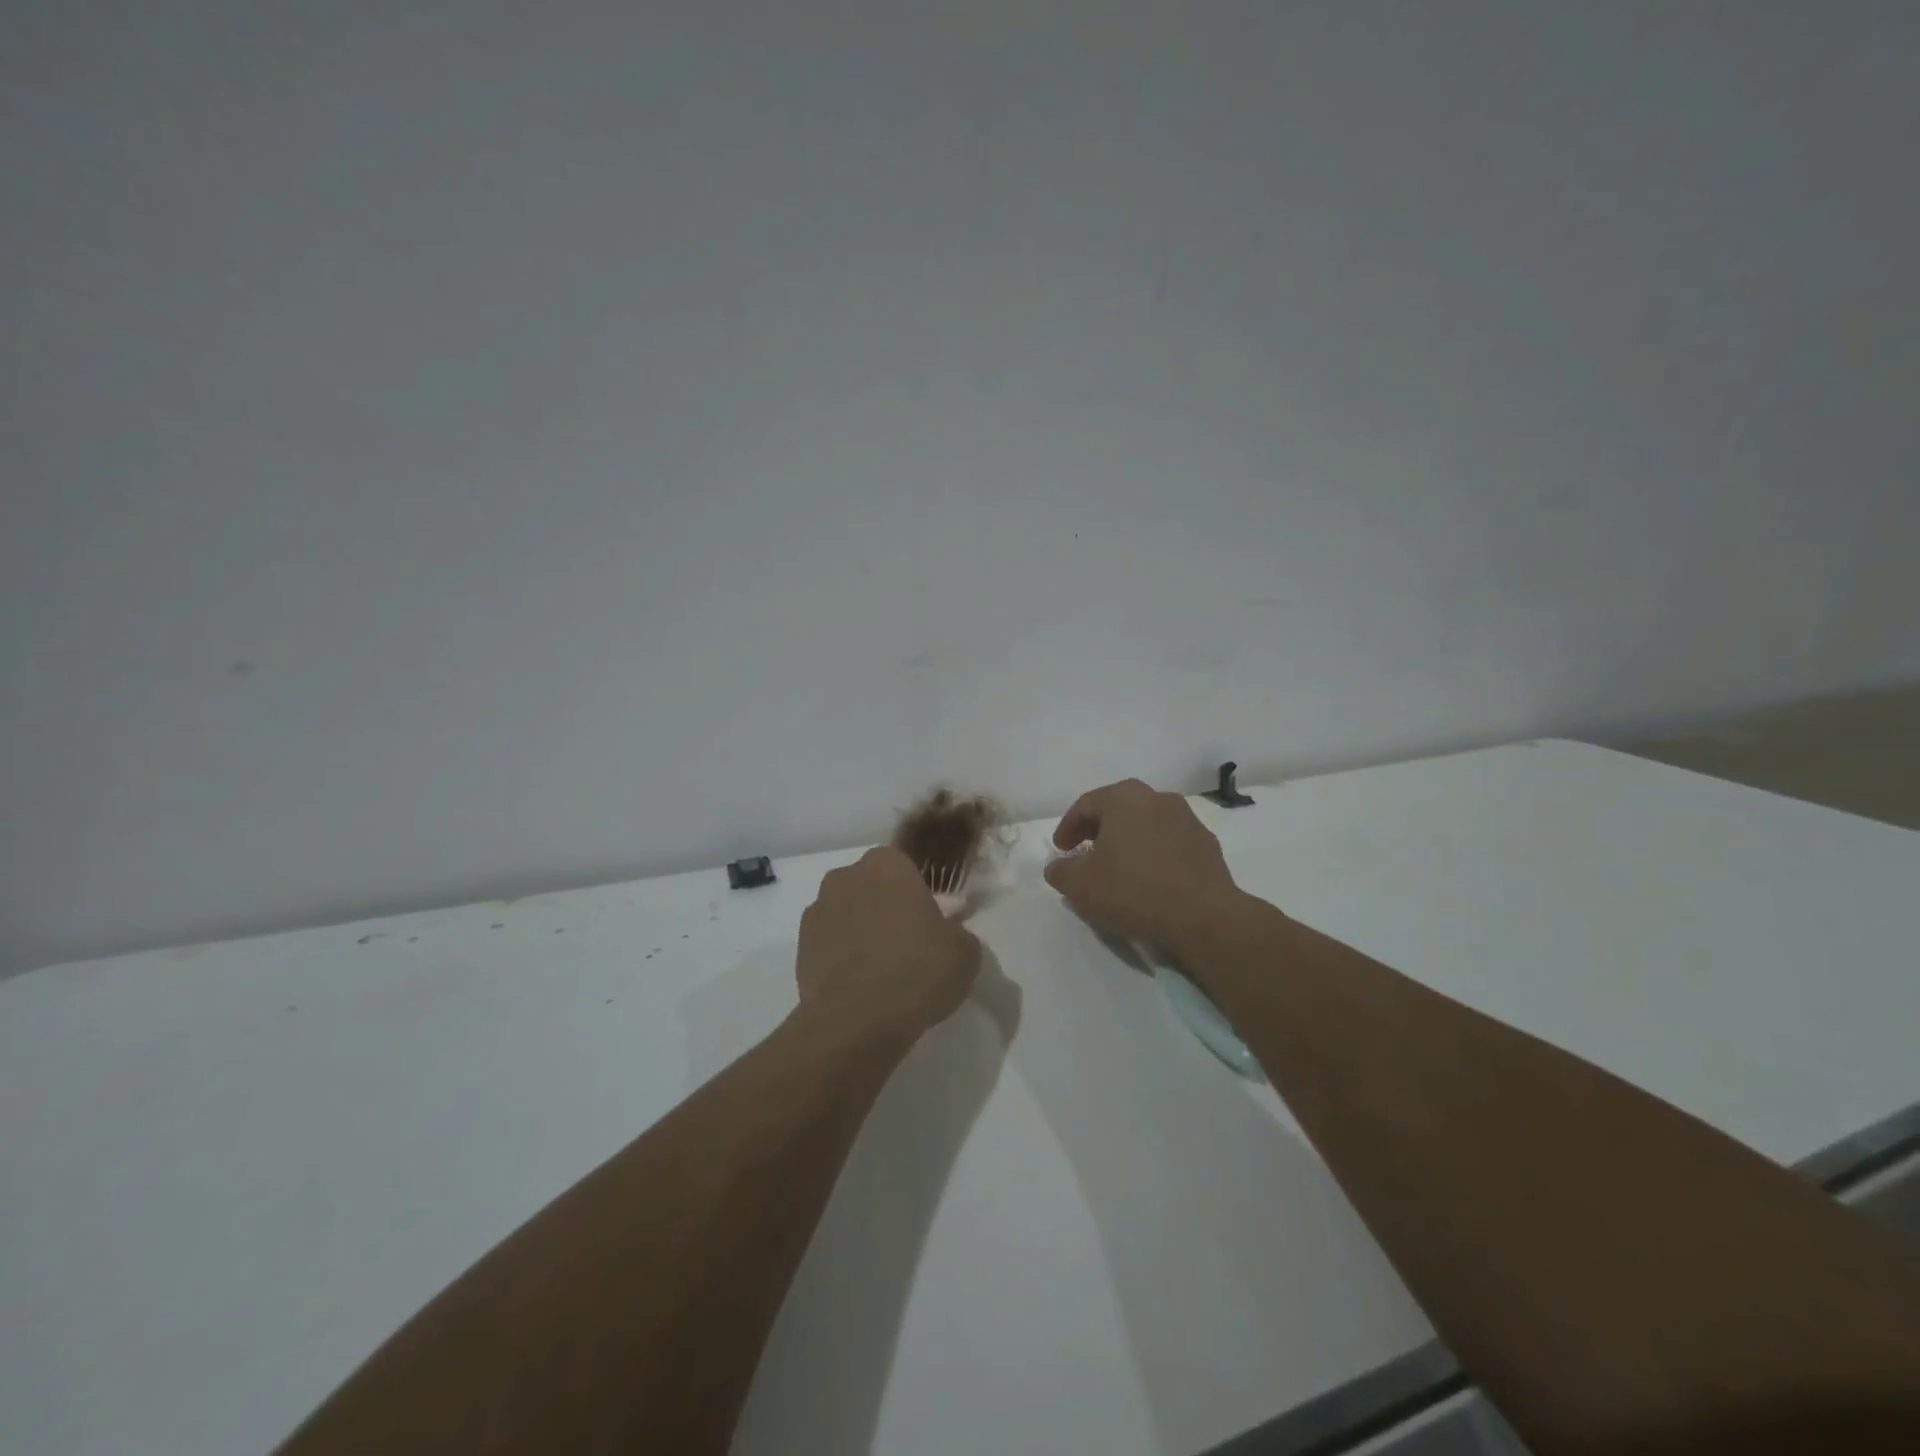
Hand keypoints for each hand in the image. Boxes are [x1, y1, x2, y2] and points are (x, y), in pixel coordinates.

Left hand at [796, 846, 982, 1043]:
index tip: (929, 923)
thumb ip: (957, 931)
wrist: (856, 1022)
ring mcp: (818, 910)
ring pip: (848, 913)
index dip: (918, 894)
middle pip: (872, 887)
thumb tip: (948, 932)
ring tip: (882, 970)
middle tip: (908, 944)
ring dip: (862, 930)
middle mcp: (846, 877)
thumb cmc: (917, 971)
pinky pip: (830, 943)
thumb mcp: (965, 951)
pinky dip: (842, 956)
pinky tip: (860, 985)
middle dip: (886, 907)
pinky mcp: (800, 946)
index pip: (905, 867)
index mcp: (887, 864)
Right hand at [1044, 779, 1245, 950]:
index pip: (1086, 805)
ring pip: (1147, 824)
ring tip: (1119, 868)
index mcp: (1123, 798)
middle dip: (1099, 829)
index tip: (1060, 850)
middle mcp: (1157, 798)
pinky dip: (1155, 854)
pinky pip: (1170, 843)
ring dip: (1129, 840)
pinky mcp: (1207, 845)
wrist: (1203, 917)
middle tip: (1086, 852)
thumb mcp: (1080, 886)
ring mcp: (1187, 819)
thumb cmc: (1132, 891)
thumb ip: (1060, 871)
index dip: (1068, 827)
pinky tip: (1150, 880)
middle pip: (1118, 809)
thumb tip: (1058, 866)